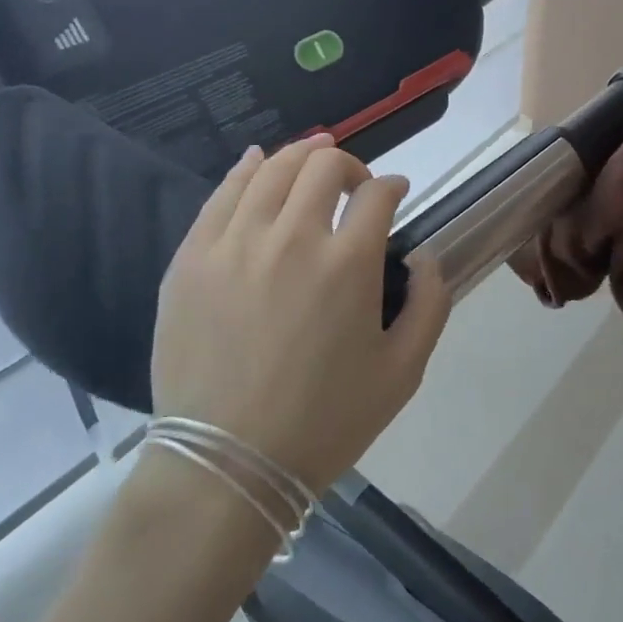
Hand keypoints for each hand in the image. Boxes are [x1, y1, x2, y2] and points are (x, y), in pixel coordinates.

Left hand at [147, 135, 452, 493]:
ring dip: (301, 156)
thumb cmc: (325, 422)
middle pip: (323, 166)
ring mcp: (234, 243)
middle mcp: (291, 237)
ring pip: (271, 169)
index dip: (392, 186)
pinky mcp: (192, 258)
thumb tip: (424, 255)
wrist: (228, 465)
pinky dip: (246, 169)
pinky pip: (221, 195)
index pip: (376, 194)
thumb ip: (430, 302)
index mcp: (347, 263)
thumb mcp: (403, 371)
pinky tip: (257, 162)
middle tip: (355, 185)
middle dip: (349, 165)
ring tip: (313, 158)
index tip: (396, 194)